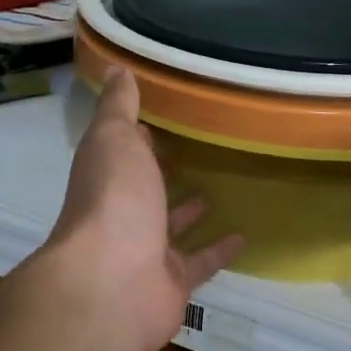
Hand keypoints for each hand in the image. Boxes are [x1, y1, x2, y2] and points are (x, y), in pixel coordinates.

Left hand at [40, 68, 243, 350]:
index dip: (136, 136)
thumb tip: (116, 68)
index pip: (121, 151)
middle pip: (144, 190)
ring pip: (171, 227)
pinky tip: (243, 236)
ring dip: (188, 211)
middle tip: (195, 152)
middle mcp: (123, 213)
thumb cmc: (114, 200)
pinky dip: (219, 250)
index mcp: (107, 177)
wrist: (113, 283)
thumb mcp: (114, 139)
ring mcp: (146, 250)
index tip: (160, 118)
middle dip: (161, 173)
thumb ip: (119, 107)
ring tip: (218, 187)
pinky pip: (200, 261)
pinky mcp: (173, 281)